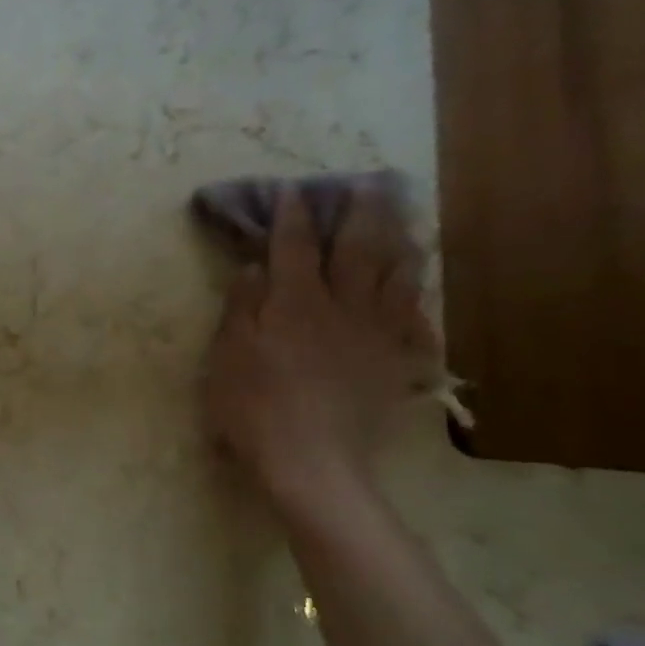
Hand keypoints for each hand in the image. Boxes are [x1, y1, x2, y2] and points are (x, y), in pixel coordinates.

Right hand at [204, 181, 438, 511]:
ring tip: (404, 219)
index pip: (294, 247)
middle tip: (369, 184)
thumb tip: (253, 266)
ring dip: (399, 242)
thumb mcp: (226, 355)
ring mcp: (375, 335)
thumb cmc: (251, 406)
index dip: (291, 216)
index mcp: (294, 304)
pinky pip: (415, 319)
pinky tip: (417, 285)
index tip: (291, 190)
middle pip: (357, 251)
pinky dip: (417, 295)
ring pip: (395, 277)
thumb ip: (241, 307)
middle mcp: (342, 308)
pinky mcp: (394, 364)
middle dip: (360, 214)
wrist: (310, 461)